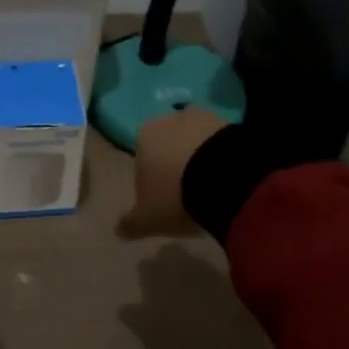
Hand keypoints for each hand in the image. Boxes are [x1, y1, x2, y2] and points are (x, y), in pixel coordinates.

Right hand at [117, 107, 229, 239]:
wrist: (224, 178)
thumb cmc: (176, 196)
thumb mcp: (148, 219)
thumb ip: (131, 223)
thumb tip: (118, 229)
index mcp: (143, 137)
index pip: (142, 158)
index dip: (151, 180)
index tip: (163, 201)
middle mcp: (168, 120)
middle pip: (169, 145)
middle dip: (175, 164)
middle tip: (188, 194)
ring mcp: (201, 118)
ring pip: (195, 139)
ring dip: (200, 157)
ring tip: (211, 187)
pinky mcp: (230, 123)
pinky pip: (221, 142)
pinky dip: (222, 157)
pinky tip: (228, 178)